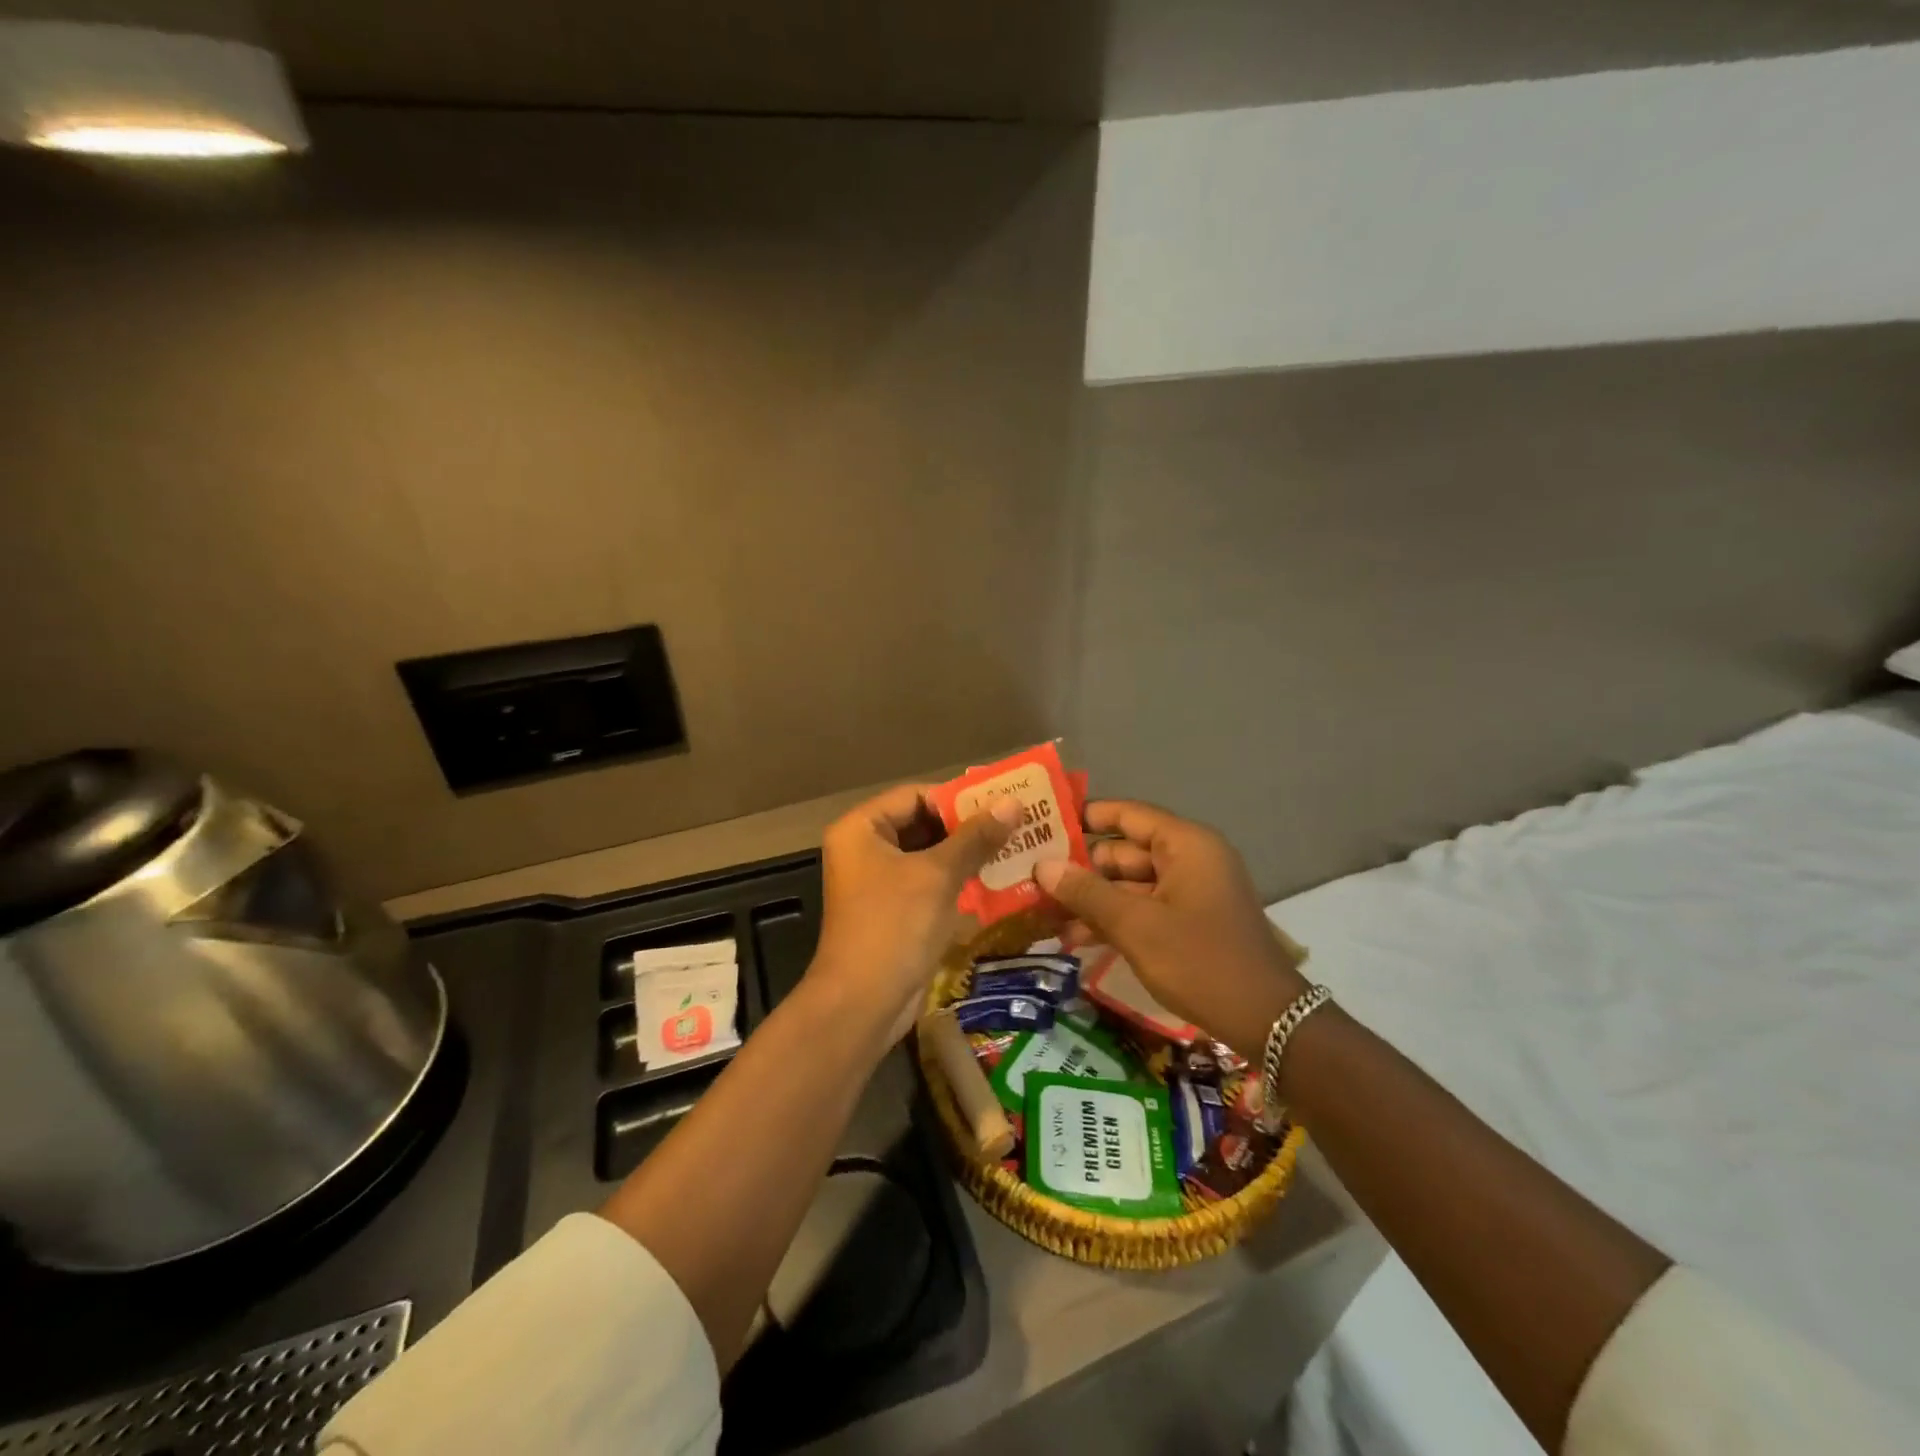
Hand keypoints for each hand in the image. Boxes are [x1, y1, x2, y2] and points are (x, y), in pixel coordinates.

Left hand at [808, 784, 1022, 1048]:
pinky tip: (998, 880)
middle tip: (1016, 823)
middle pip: (923, 824)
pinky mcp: (894, 911)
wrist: (863, 1004)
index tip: (1002, 801)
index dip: (959, 798)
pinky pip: (929, 884)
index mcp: (861, 828)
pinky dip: (959, 881)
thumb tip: (1012, 802)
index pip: (916, 795)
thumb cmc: (894, 926)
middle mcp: (865, 849)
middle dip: (968, 827)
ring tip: (1016, 848)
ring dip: (968, 854)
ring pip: (930, 856)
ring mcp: (878, 883)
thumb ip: (975, 837)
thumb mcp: (938, 875)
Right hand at [1034, 800, 1308, 1057]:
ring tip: (1045, 914)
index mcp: (1185, 845)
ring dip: (1093, 899)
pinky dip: (1115, 919)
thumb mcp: (1136, 925)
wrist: (1266, 1021)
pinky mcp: (1189, 922)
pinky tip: (1076, 938)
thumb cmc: (1200, 960)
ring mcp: (1190, 892)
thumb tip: (1042, 866)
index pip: (1128, 815)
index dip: (1085, 817)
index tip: (1044, 825)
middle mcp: (1189, 860)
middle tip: (1033, 879)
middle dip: (1081, 868)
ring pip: (1130, 884)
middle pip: (1125, 851)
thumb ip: (1087, 892)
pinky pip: (1144, 908)